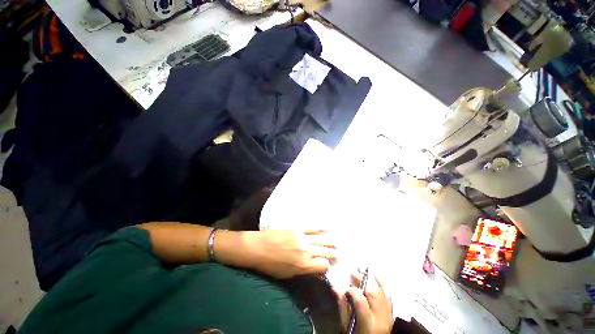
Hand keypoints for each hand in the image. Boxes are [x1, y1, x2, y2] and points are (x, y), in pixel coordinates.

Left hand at [244, 229, 336, 278]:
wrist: (259, 248)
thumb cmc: (271, 265)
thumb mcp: (288, 274)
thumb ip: (303, 270)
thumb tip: (313, 267)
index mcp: (303, 265)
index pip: (323, 265)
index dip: (327, 266)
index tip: (326, 265)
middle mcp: (306, 251)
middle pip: (326, 252)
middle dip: (333, 254)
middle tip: (337, 254)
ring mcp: (303, 238)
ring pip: (322, 240)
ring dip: (331, 242)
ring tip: (336, 243)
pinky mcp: (298, 229)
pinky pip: (312, 228)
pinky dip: (321, 229)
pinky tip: (327, 229)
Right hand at [337, 272, 392, 333]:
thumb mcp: (347, 326)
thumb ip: (342, 308)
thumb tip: (336, 289)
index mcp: (368, 323)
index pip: (361, 301)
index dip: (352, 290)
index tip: (345, 287)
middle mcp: (381, 318)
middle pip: (373, 293)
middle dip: (362, 280)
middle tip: (352, 272)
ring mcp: (388, 316)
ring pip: (382, 292)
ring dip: (372, 279)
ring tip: (362, 271)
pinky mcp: (391, 314)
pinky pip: (389, 296)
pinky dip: (383, 285)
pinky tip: (376, 276)